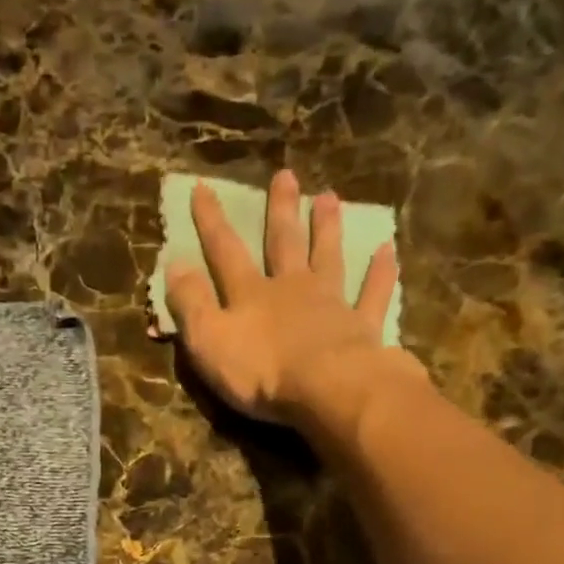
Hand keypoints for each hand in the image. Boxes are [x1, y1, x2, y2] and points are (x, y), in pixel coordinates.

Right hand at [164, 168, 419, 425]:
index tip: (203, 187)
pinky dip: (380, 273)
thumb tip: (175, 264)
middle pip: (283, 243)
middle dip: (280, 210)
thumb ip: (191, 304)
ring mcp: (330, 304)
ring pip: (328, 257)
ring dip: (327, 228)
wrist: (326, 388)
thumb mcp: (208, 341)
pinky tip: (388, 250)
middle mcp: (291, 288)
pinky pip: (373, 294)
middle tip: (285, 175)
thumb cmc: (260, 370)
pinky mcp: (361, 326)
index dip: (211, 221)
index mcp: (250, 294)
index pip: (225, 251)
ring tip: (329, 197)